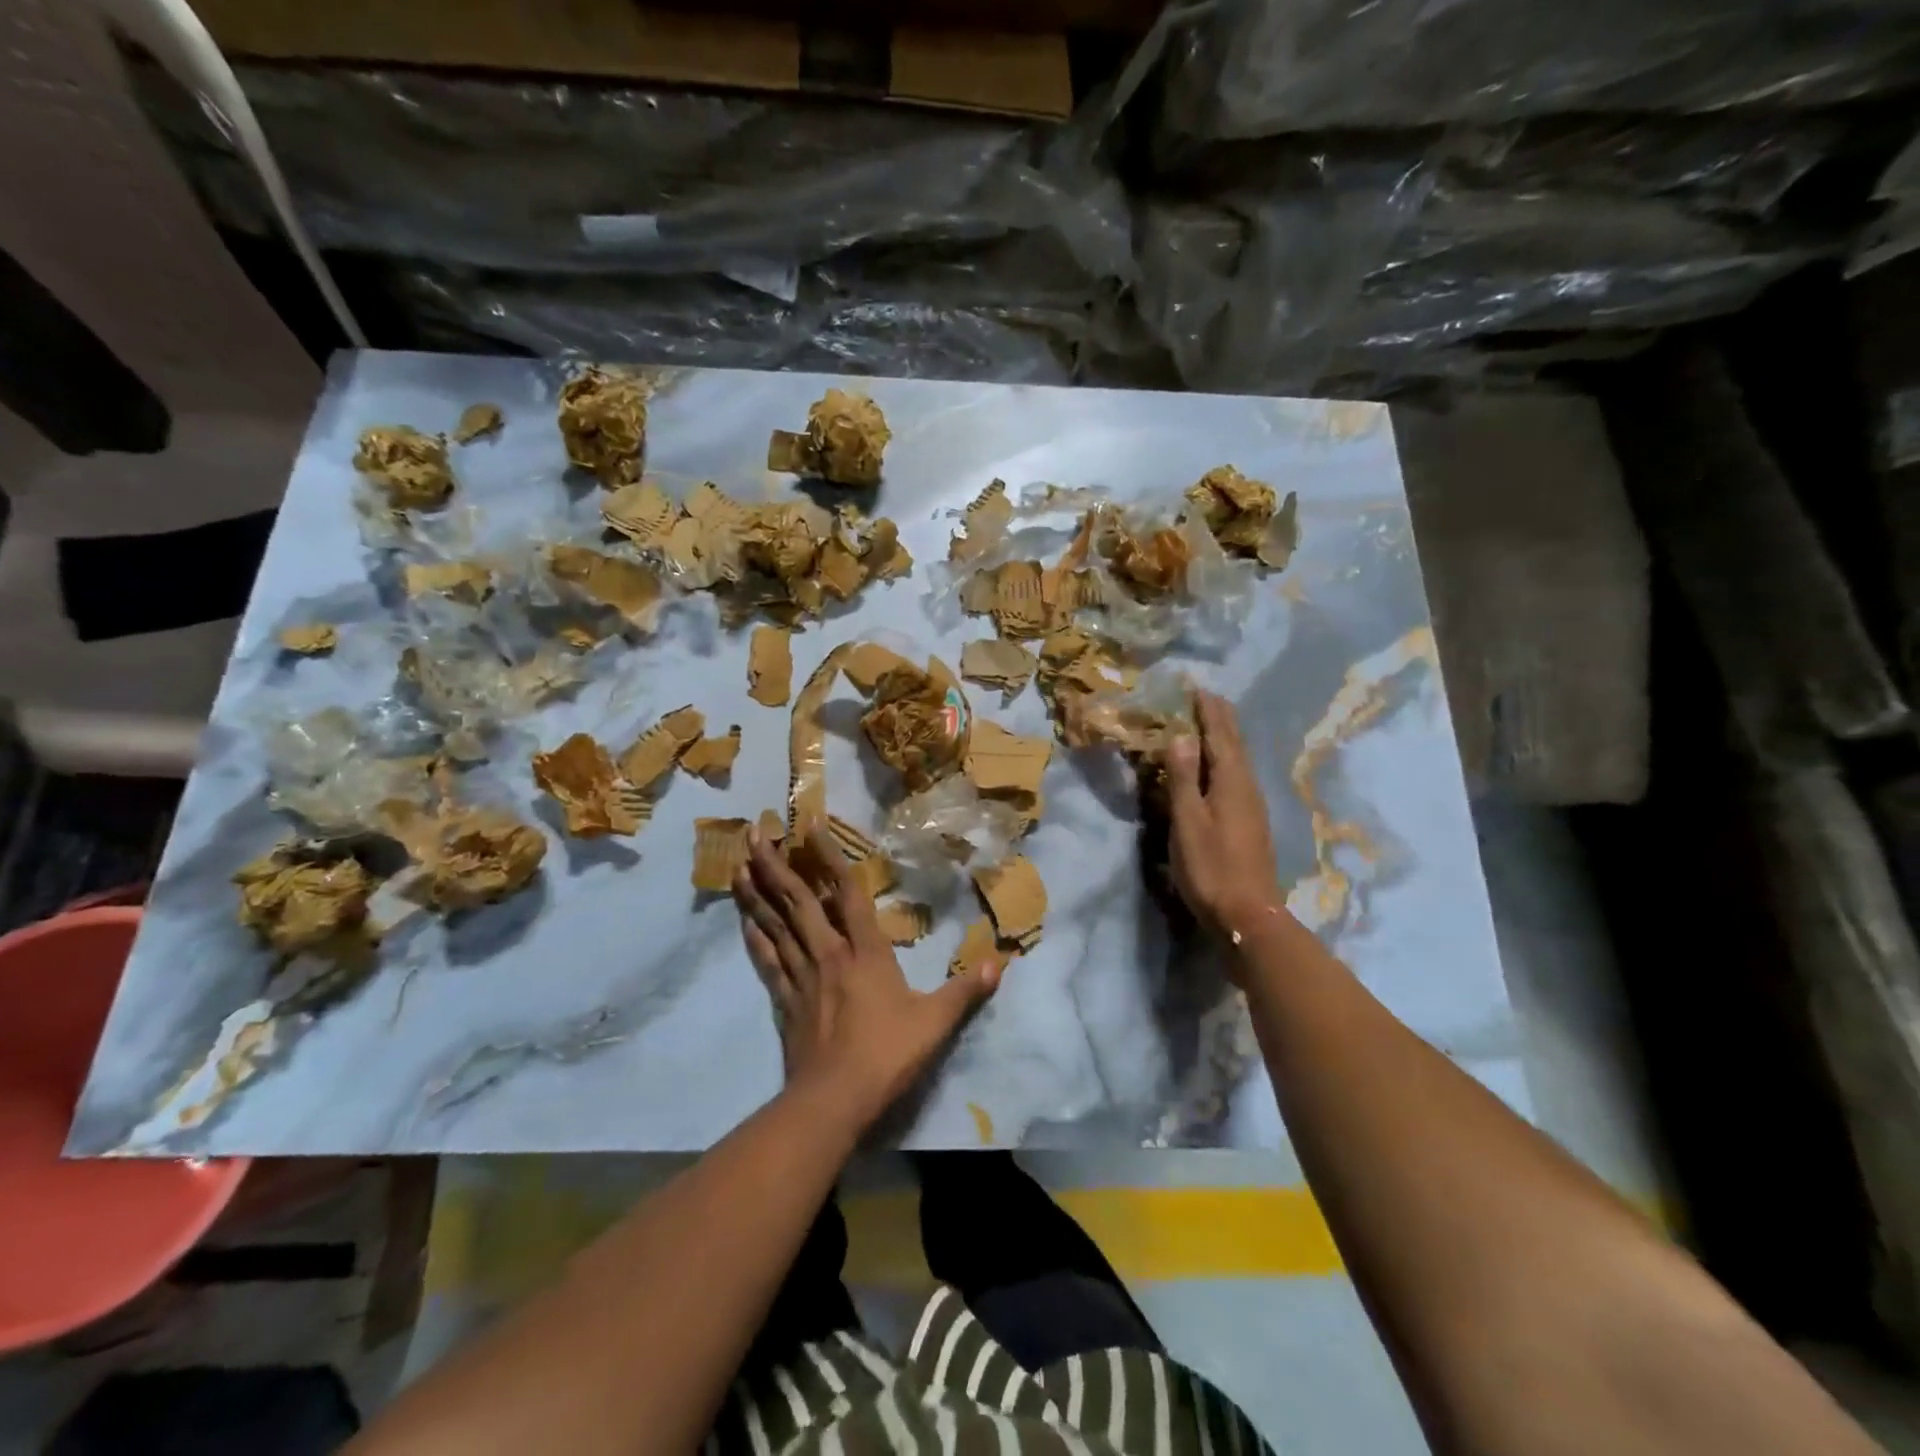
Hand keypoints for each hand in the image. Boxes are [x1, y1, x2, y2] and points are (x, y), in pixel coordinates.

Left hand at [733, 825, 1000, 1131]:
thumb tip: (999, 963)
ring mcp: (803, 977)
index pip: (848, 894)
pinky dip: (755, 938)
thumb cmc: (886, 1055)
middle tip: (754, 834)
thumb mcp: (935, 1023)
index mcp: (866, 952)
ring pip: (776, 926)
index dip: (830, 858)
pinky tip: (744, 922)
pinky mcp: (786, 1002)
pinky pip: (768, 961)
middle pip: (799, 902)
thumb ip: (965, 991)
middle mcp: (829, 954)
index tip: (810, 826)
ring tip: (739, 866)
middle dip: (777, 866)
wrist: (834, 1101)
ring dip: (758, 894)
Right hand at [1166, 691, 1283, 957]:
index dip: (1208, 711)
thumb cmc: (1211, 867)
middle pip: (1234, 744)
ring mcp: (1252, 805)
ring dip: (1224, 738)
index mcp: (1231, 781)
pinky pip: (1237, 776)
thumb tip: (1181, 736)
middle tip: (1205, 698)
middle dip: (1220, 719)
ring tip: (1211, 723)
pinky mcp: (1251, 822)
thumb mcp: (1188, 821)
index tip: (1197, 688)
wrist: (1248, 915)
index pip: (1220, 735)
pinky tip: (1219, 768)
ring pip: (1238, 760)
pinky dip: (1225, 760)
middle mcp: (1247, 786)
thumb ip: (1183, 777)